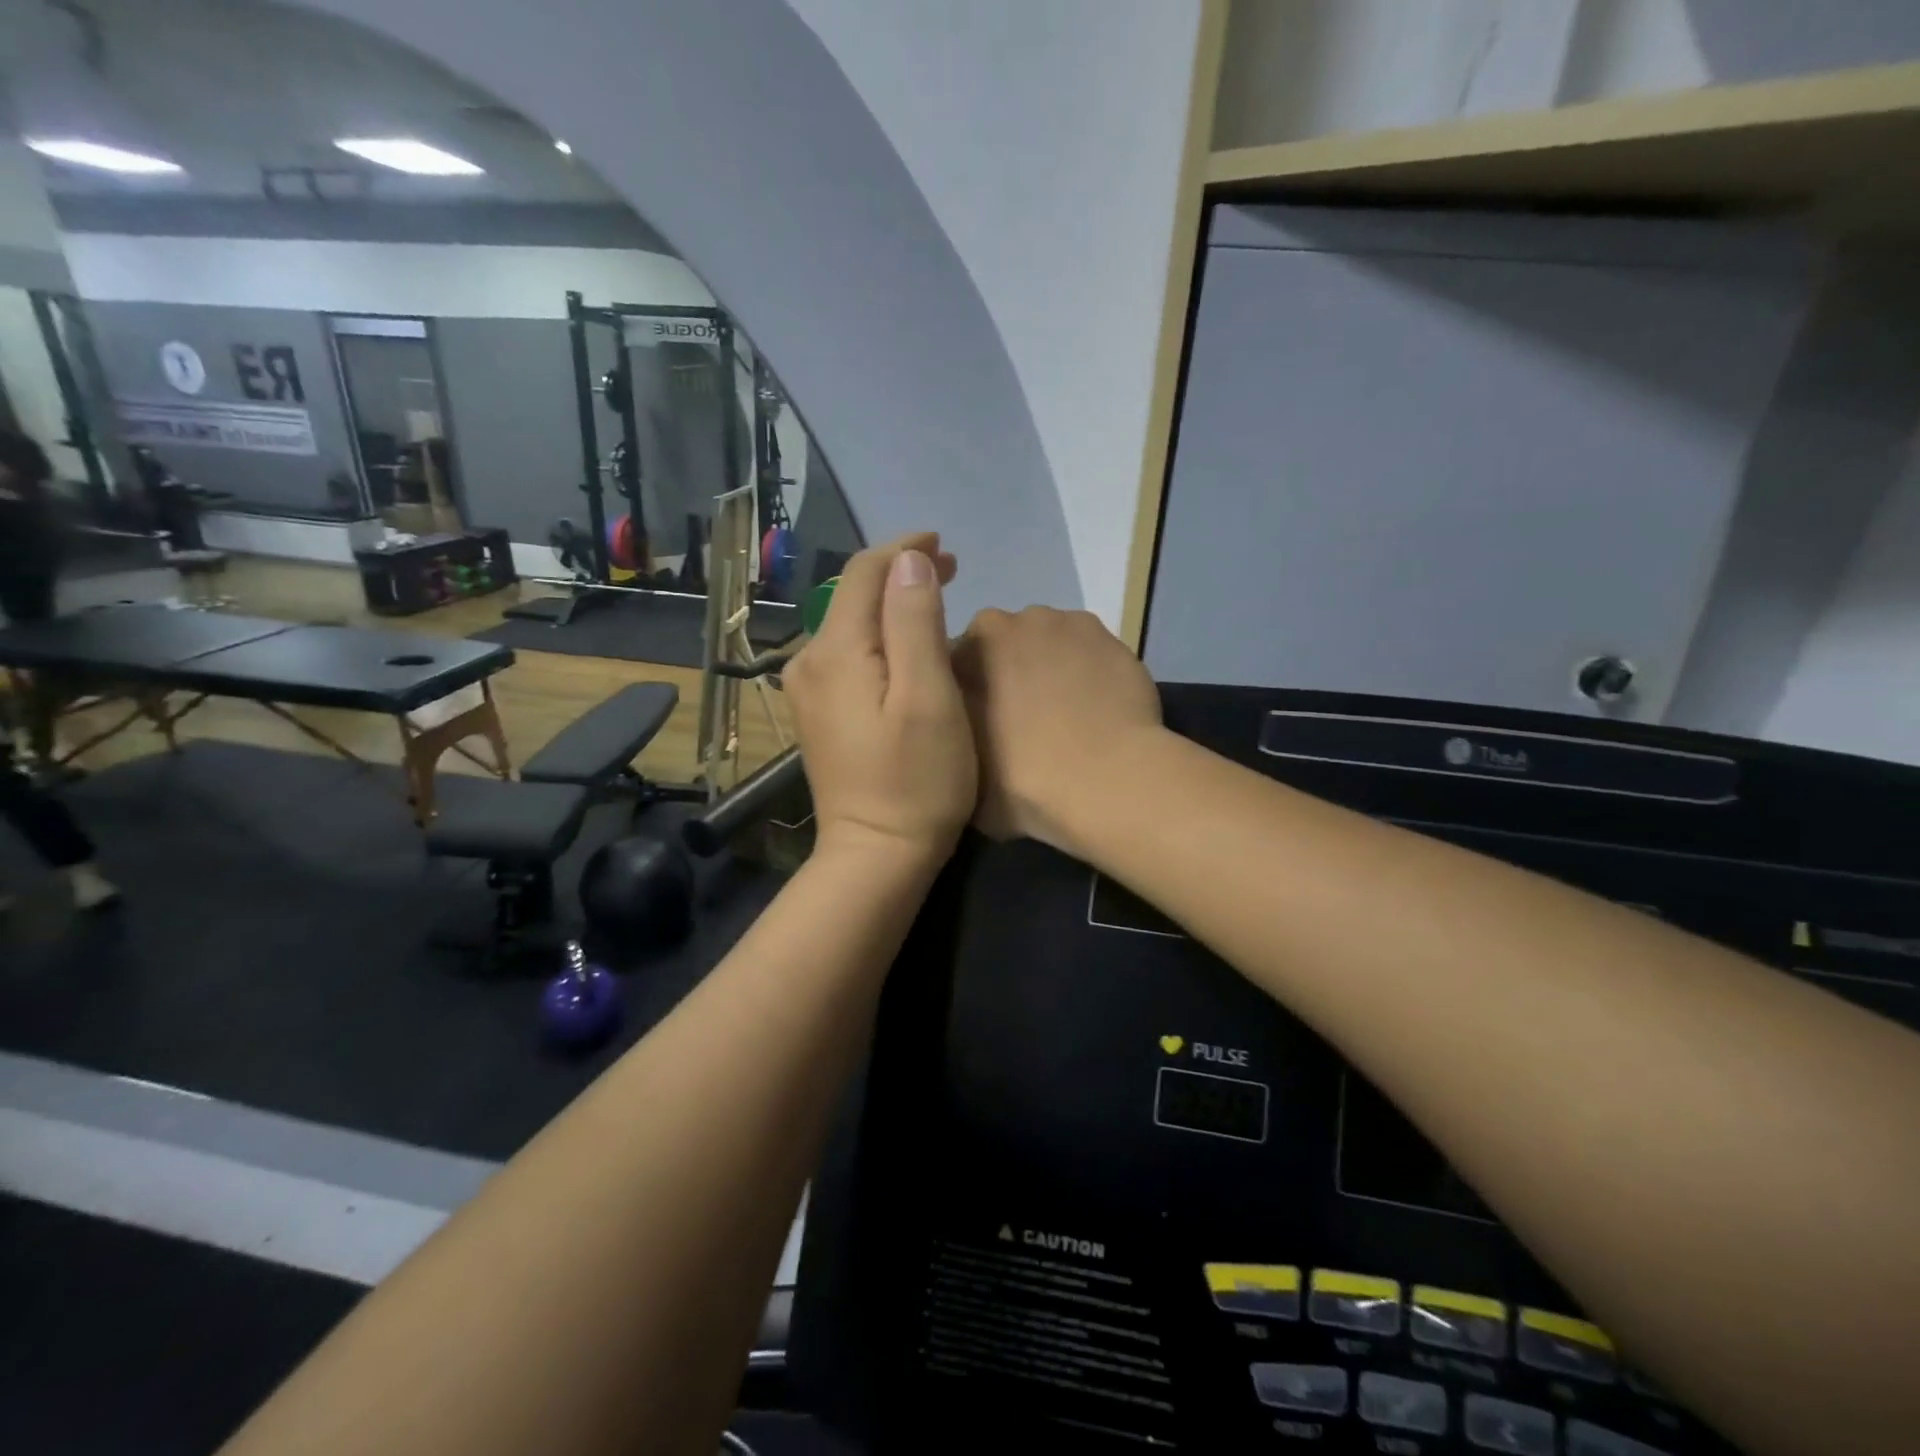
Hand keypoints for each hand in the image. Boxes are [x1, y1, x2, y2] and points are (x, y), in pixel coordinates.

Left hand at [783, 533, 974, 865]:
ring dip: (889, 604)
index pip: (864, 573)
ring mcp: (809, 691)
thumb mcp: (927, 696)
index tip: (945, 544)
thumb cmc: (916, 780)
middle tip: (951, 569)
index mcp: (836, 651)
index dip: (904, 549)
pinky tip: (905, 646)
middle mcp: (810, 662)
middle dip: (899, 573)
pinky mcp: (818, 714)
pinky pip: (847, 654)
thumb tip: (909, 560)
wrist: (875, 856)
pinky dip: (878, 636)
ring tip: (934, 599)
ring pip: (849, 624)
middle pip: (852, 595)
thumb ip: (915, 621)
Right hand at [953, 607, 1161, 854]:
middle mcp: (1021, 620)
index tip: (978, 726)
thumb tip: (957, 725)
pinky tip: (1097, 715)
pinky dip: (1090, 677)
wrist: (1106, 782)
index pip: (960, 660)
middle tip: (1020, 723)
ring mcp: (1073, 626)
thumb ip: (951, 732)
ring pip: (1053, 645)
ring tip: (1064, 720)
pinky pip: (1092, 657)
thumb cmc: (1021, 778)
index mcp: (976, 643)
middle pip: (1008, 645)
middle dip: (1010, 673)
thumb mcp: (960, 766)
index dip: (968, 693)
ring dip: (1052, 670)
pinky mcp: (1116, 643)